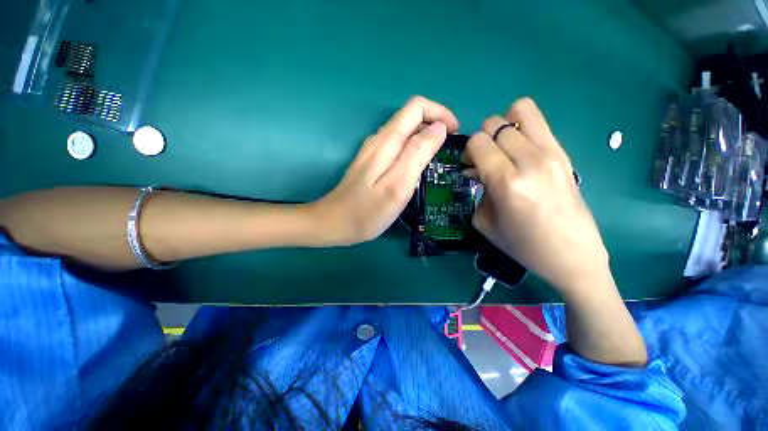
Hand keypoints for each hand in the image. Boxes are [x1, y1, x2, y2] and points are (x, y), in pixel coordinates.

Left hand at [310, 96, 458, 245]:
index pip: (416, 107)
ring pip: (405, 130)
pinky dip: (413, 148)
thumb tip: (439, 128)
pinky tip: (417, 168)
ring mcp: (373, 150)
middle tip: (449, 150)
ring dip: (425, 137)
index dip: (440, 114)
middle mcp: (378, 139)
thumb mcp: (397, 186)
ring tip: (437, 159)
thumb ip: (417, 154)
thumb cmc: (366, 212)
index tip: (455, 135)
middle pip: (411, 116)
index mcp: (386, 142)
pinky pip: (397, 145)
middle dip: (436, 124)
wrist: (334, 223)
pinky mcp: (371, 161)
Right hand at [464, 98, 608, 294]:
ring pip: (520, 111)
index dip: (469, 151)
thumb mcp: (485, 222)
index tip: (470, 166)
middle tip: (484, 160)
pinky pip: (538, 123)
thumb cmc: (523, 245)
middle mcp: (530, 161)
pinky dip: (522, 129)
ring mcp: (552, 154)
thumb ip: (478, 189)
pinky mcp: (565, 153)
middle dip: (482, 139)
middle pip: (495, 124)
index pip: (479, 141)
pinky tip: (520, 153)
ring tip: (503, 149)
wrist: (573, 255)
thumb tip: (478, 170)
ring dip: (504, 126)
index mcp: (507, 182)